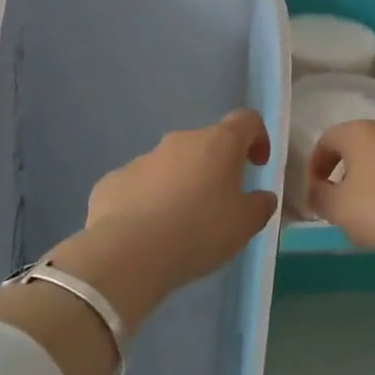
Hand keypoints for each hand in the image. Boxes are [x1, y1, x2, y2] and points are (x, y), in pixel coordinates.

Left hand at [58, 109, 278, 324]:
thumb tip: (262, 197)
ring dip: (181, 185)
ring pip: (171, 165)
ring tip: (181, 226)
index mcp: (218, 144)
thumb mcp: (245, 225)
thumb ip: (260, 206)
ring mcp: (143, 159)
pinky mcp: (113, 181)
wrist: (127, 254)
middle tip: (219, 205)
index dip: (257, 137)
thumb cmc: (199, 232)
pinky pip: (140, 186)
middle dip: (215, 168)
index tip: (257, 165)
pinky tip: (148, 233)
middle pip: (206, 144)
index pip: (246, 120)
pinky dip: (149, 201)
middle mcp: (180, 141)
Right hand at [307, 120, 374, 263]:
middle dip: (346, 173)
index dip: (315, 166)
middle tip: (341, 204)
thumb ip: (320, 197)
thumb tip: (317, 190)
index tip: (314, 193)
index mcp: (362, 133)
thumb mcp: (338, 209)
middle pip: (359, 147)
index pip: (328, 139)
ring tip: (372, 216)